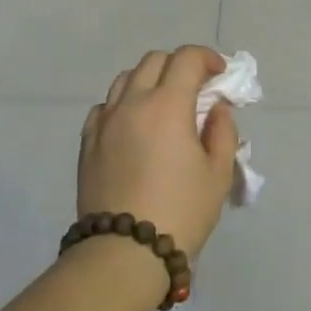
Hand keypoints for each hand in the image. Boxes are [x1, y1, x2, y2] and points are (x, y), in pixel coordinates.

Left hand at [79, 46, 238, 260]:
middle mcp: (132, 102)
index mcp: (168, 105)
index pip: (187, 58)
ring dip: (149, 80)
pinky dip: (124, 104)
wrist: (124, 252)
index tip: (220, 74)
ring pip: (125, 78)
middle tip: (196, 89)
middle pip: (154, 61)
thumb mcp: (218, 174)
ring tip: (163, 104)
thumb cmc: (181, 211)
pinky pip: (105, 106)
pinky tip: (134, 125)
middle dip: (179, 66)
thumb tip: (217, 109)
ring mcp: (105, 121)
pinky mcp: (87, 142)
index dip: (207, 58)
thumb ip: (223, 132)